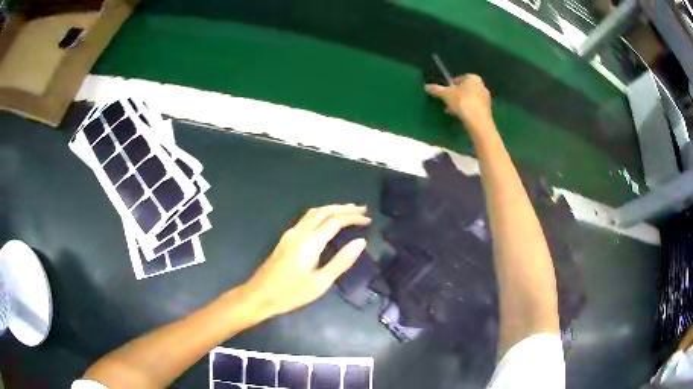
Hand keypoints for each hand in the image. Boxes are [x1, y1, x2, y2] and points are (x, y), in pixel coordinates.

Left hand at [242, 204, 370, 318]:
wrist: (259, 295)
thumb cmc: (291, 293)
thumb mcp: (320, 282)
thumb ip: (341, 261)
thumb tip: (361, 242)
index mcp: (310, 242)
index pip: (335, 221)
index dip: (352, 217)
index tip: (368, 219)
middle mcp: (300, 232)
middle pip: (324, 211)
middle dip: (344, 208)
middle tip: (362, 208)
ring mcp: (290, 234)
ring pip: (313, 212)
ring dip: (332, 208)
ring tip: (348, 210)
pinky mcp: (285, 239)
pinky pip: (306, 218)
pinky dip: (321, 214)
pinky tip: (326, 220)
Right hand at [425, 74, 491, 126]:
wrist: (479, 121)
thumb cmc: (463, 102)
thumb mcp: (446, 95)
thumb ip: (436, 89)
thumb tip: (426, 86)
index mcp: (473, 78)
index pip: (460, 78)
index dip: (452, 85)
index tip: (446, 92)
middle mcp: (482, 86)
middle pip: (465, 89)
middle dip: (456, 95)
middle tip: (448, 102)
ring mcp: (486, 98)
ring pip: (470, 98)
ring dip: (461, 103)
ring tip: (452, 111)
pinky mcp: (488, 110)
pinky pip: (475, 107)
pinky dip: (468, 110)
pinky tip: (461, 117)